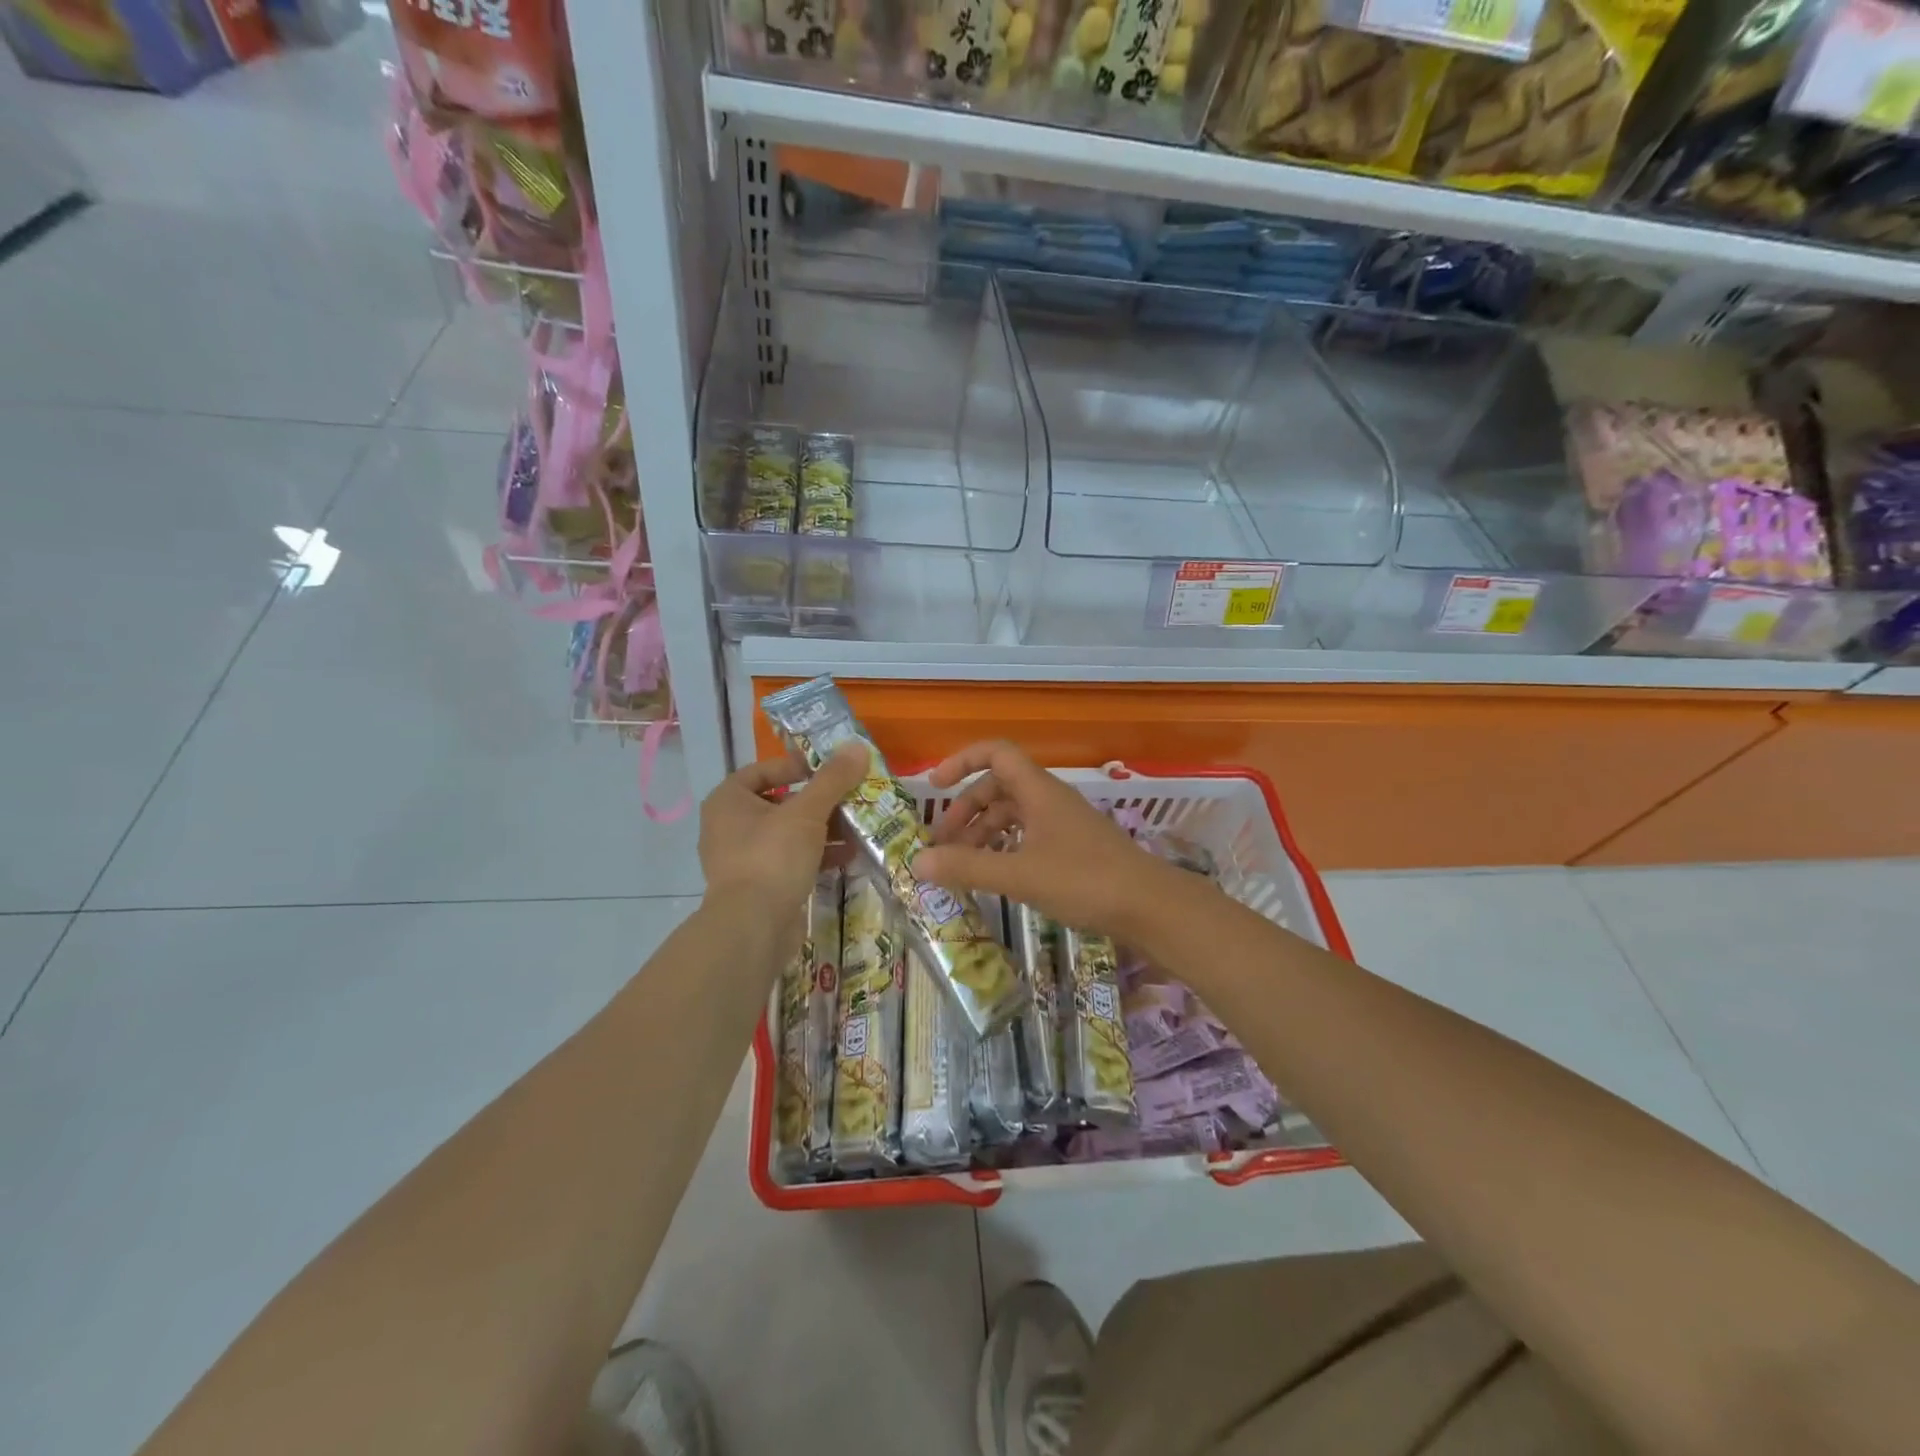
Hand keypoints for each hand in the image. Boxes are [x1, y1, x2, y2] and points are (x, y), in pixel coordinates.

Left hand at [698, 743, 866, 911]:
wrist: (753, 928)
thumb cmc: (773, 857)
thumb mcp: (807, 812)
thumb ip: (833, 779)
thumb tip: (858, 746)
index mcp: (728, 801)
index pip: (762, 771)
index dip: (796, 766)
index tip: (829, 770)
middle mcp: (729, 827)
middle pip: (780, 802)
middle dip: (819, 801)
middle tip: (851, 797)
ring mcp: (743, 859)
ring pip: (788, 833)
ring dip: (823, 829)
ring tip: (858, 826)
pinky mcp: (760, 885)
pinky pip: (791, 860)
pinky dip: (818, 855)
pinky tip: (849, 855)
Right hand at [913, 740, 1174, 938]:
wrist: (1150, 906)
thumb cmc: (1085, 880)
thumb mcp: (1020, 875)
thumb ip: (968, 867)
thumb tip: (917, 861)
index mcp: (1038, 791)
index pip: (996, 753)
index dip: (961, 761)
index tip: (933, 786)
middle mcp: (1050, 799)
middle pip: (998, 788)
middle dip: (965, 810)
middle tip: (941, 844)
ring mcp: (1063, 824)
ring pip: (1013, 815)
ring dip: (983, 833)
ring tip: (962, 866)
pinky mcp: (1073, 848)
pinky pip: (1028, 836)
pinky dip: (1005, 848)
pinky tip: (995, 875)